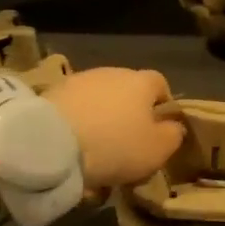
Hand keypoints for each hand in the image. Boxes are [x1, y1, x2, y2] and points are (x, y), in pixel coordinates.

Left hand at [44, 69, 184, 190]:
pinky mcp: (51, 94)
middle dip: (129, 115)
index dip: (163, 104)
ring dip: (101, 121)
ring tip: (96, 152)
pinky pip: (74, 111)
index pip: (160, 83)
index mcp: (141, 82)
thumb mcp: (158, 149)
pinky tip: (73, 150)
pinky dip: (77, 126)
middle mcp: (112, 73)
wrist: (50, 142)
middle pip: (128, 92)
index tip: (160, 128)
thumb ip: (173, 135)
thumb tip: (173, 126)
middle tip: (127, 144)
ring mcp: (79, 81)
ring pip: (99, 102)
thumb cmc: (115, 145)